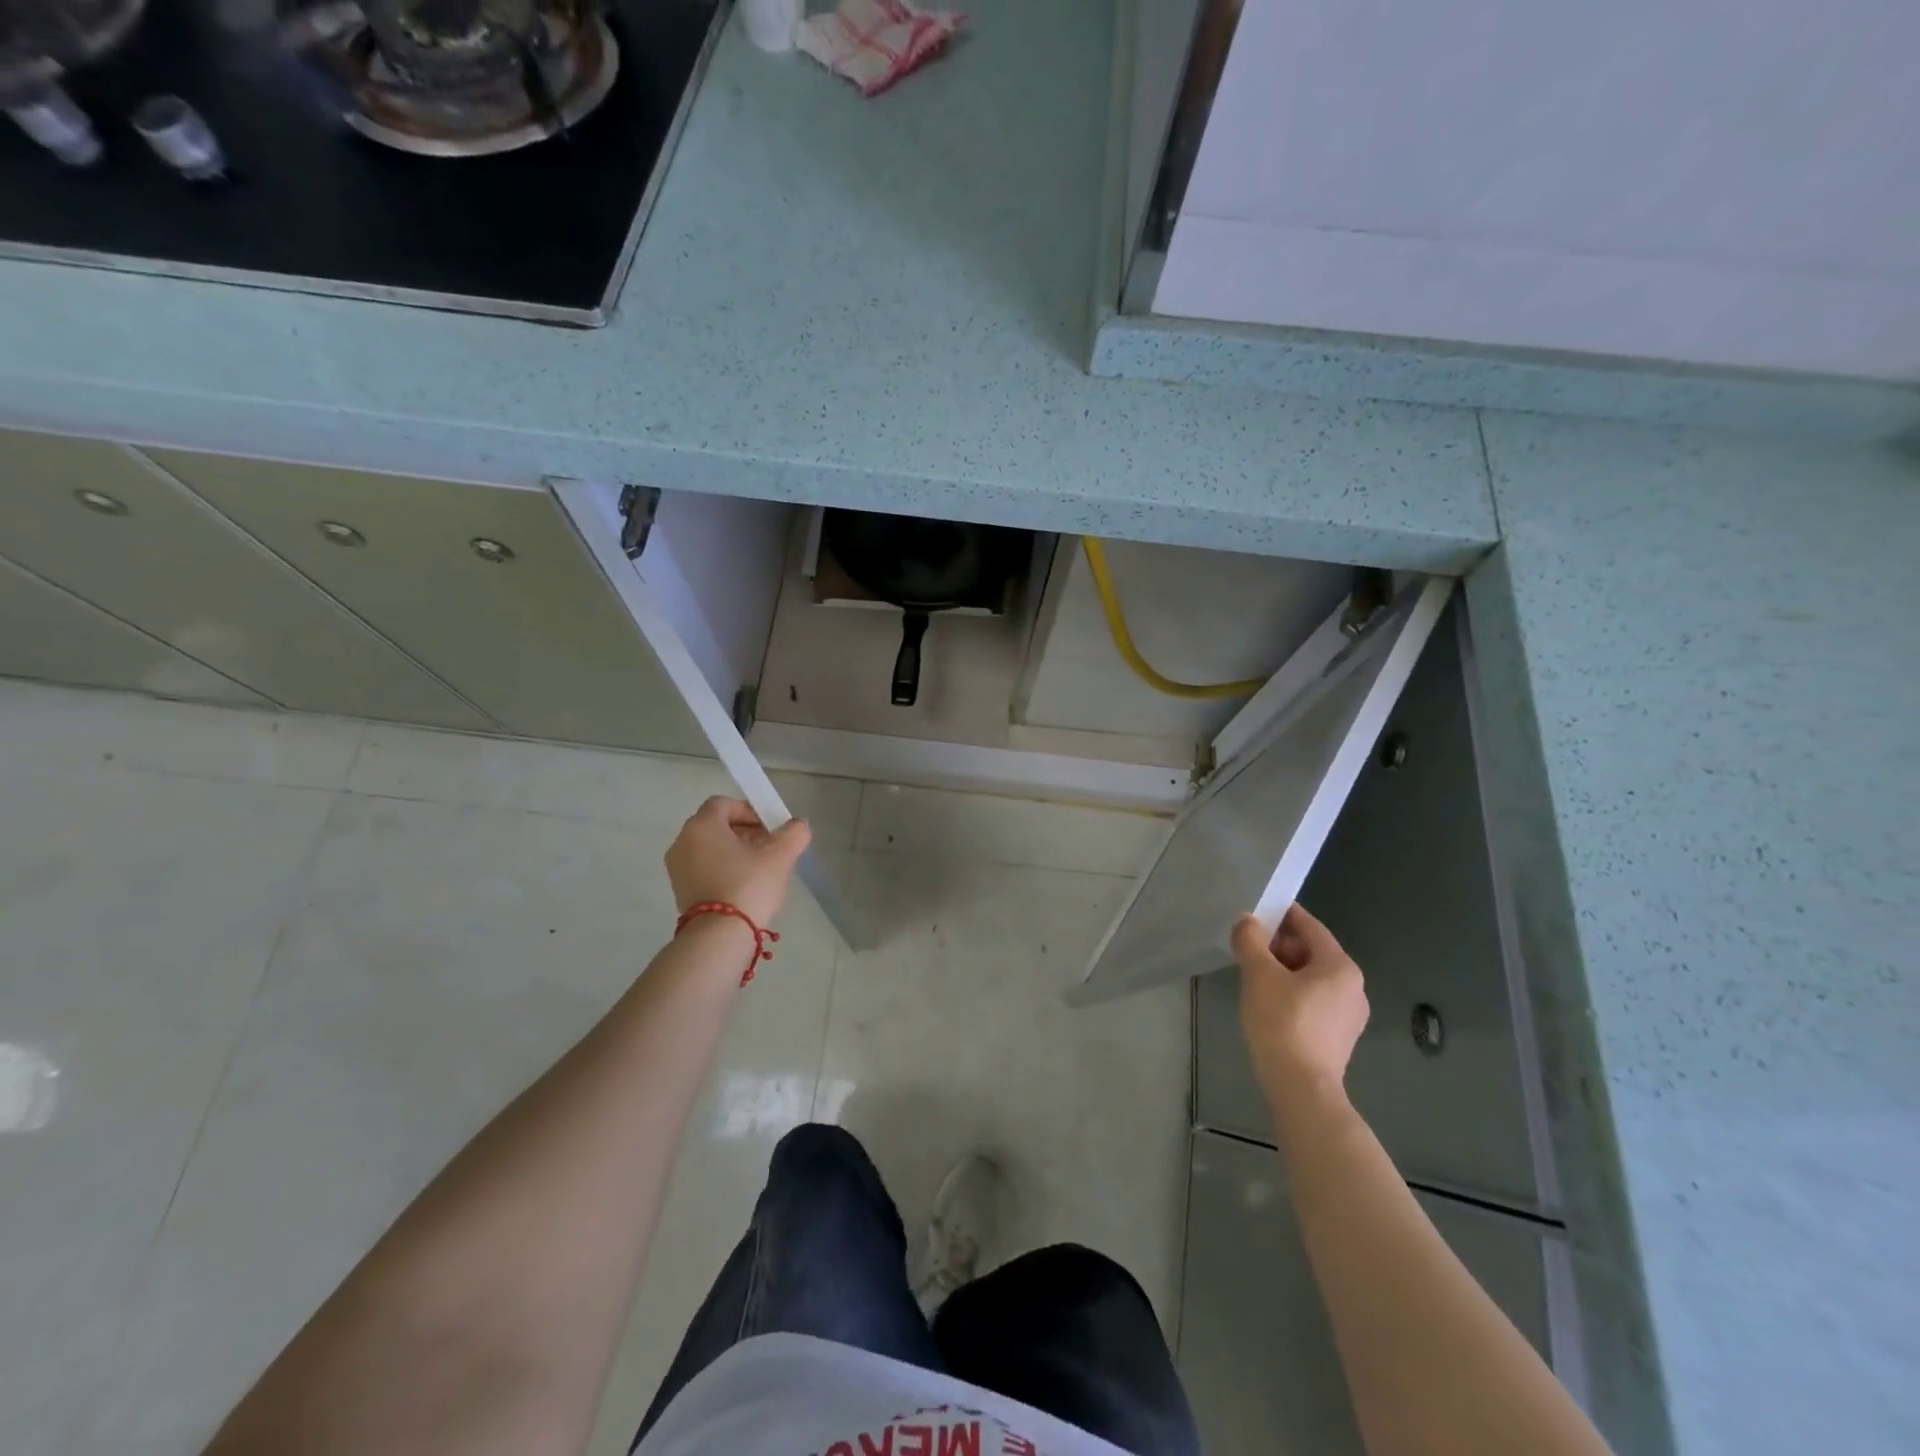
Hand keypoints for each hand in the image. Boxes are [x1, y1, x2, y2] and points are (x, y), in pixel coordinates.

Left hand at [665, 797, 811, 927]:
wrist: (719, 937)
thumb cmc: (748, 885)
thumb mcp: (780, 856)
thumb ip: (794, 833)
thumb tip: (798, 826)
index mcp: (701, 826)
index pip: (724, 804)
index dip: (749, 811)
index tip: (770, 828)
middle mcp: (683, 842)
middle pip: (716, 826)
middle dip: (745, 832)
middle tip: (770, 847)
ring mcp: (677, 869)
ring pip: (710, 848)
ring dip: (735, 852)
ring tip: (761, 869)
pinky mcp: (680, 891)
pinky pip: (703, 868)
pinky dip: (723, 869)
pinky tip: (745, 886)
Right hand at [1232, 903, 1368, 1102]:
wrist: (1301, 1088)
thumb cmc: (1283, 1022)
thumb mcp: (1259, 974)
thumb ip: (1251, 941)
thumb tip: (1247, 921)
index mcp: (1340, 966)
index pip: (1310, 926)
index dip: (1282, 915)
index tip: (1257, 911)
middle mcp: (1353, 987)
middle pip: (1312, 952)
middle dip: (1279, 946)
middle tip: (1248, 949)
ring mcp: (1350, 1015)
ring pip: (1312, 978)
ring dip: (1284, 971)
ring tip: (1254, 978)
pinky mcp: (1340, 1037)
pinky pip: (1315, 1001)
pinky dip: (1293, 994)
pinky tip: (1270, 1005)